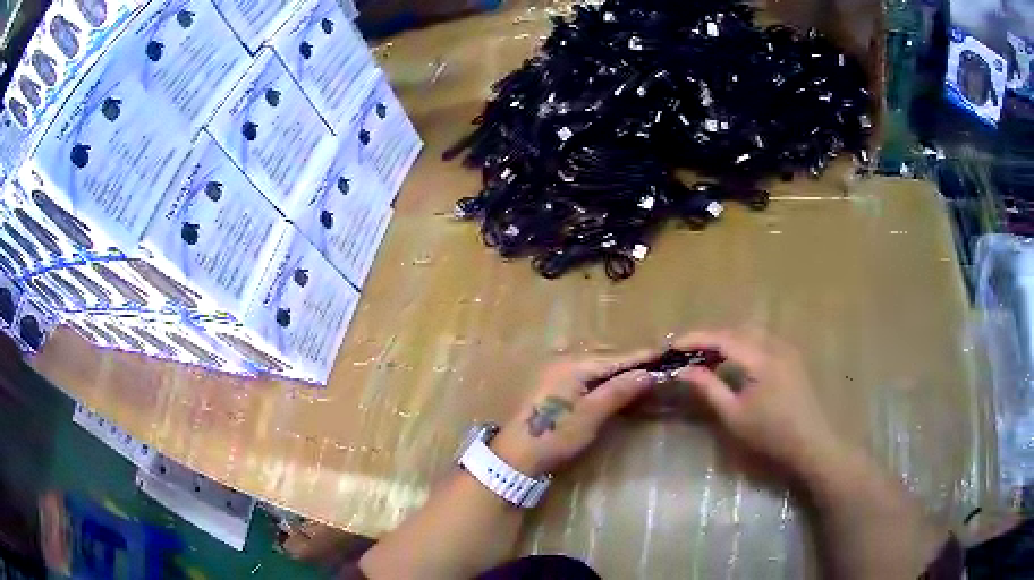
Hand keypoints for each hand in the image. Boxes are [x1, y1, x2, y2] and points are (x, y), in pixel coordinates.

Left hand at [491, 352, 657, 476]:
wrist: (516, 455)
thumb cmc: (554, 435)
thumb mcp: (590, 416)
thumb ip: (618, 391)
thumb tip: (647, 373)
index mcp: (573, 365)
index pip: (615, 358)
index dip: (641, 356)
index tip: (666, 351)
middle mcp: (564, 361)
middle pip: (605, 358)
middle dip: (631, 362)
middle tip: (658, 364)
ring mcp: (556, 372)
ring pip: (595, 366)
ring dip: (617, 370)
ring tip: (642, 372)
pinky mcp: (553, 386)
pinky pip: (586, 375)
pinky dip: (603, 378)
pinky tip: (615, 384)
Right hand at [673, 329, 848, 476]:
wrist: (810, 443)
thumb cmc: (770, 434)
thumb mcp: (734, 415)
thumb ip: (708, 388)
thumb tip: (683, 369)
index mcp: (760, 357)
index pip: (722, 338)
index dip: (695, 338)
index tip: (671, 345)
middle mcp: (774, 345)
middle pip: (736, 330)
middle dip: (709, 338)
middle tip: (686, 352)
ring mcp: (786, 349)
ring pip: (750, 333)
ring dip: (726, 340)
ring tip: (706, 357)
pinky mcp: (791, 358)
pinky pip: (761, 342)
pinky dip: (742, 346)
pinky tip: (734, 362)